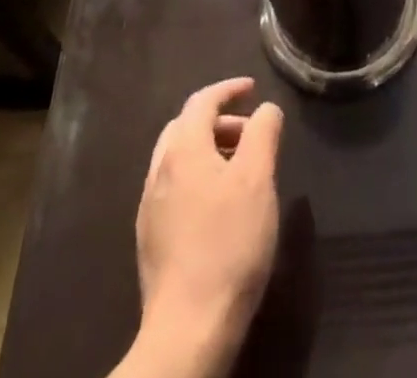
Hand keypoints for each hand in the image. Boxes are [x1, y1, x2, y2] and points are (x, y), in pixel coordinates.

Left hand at [133, 77, 284, 372]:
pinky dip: (197, 176)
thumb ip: (263, 133)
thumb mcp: (257, 179)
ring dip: (208, 149)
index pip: (202, 101)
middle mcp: (159, 171)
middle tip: (249, 132)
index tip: (253, 88)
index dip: (229, 89)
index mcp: (182, 149)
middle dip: (218, 120)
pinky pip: (174, 187)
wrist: (187, 329)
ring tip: (240, 168)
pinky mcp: (150, 239)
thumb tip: (265, 108)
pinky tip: (219, 204)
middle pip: (185, 126)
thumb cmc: (228, 243)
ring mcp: (150, 207)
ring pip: (178, 158)